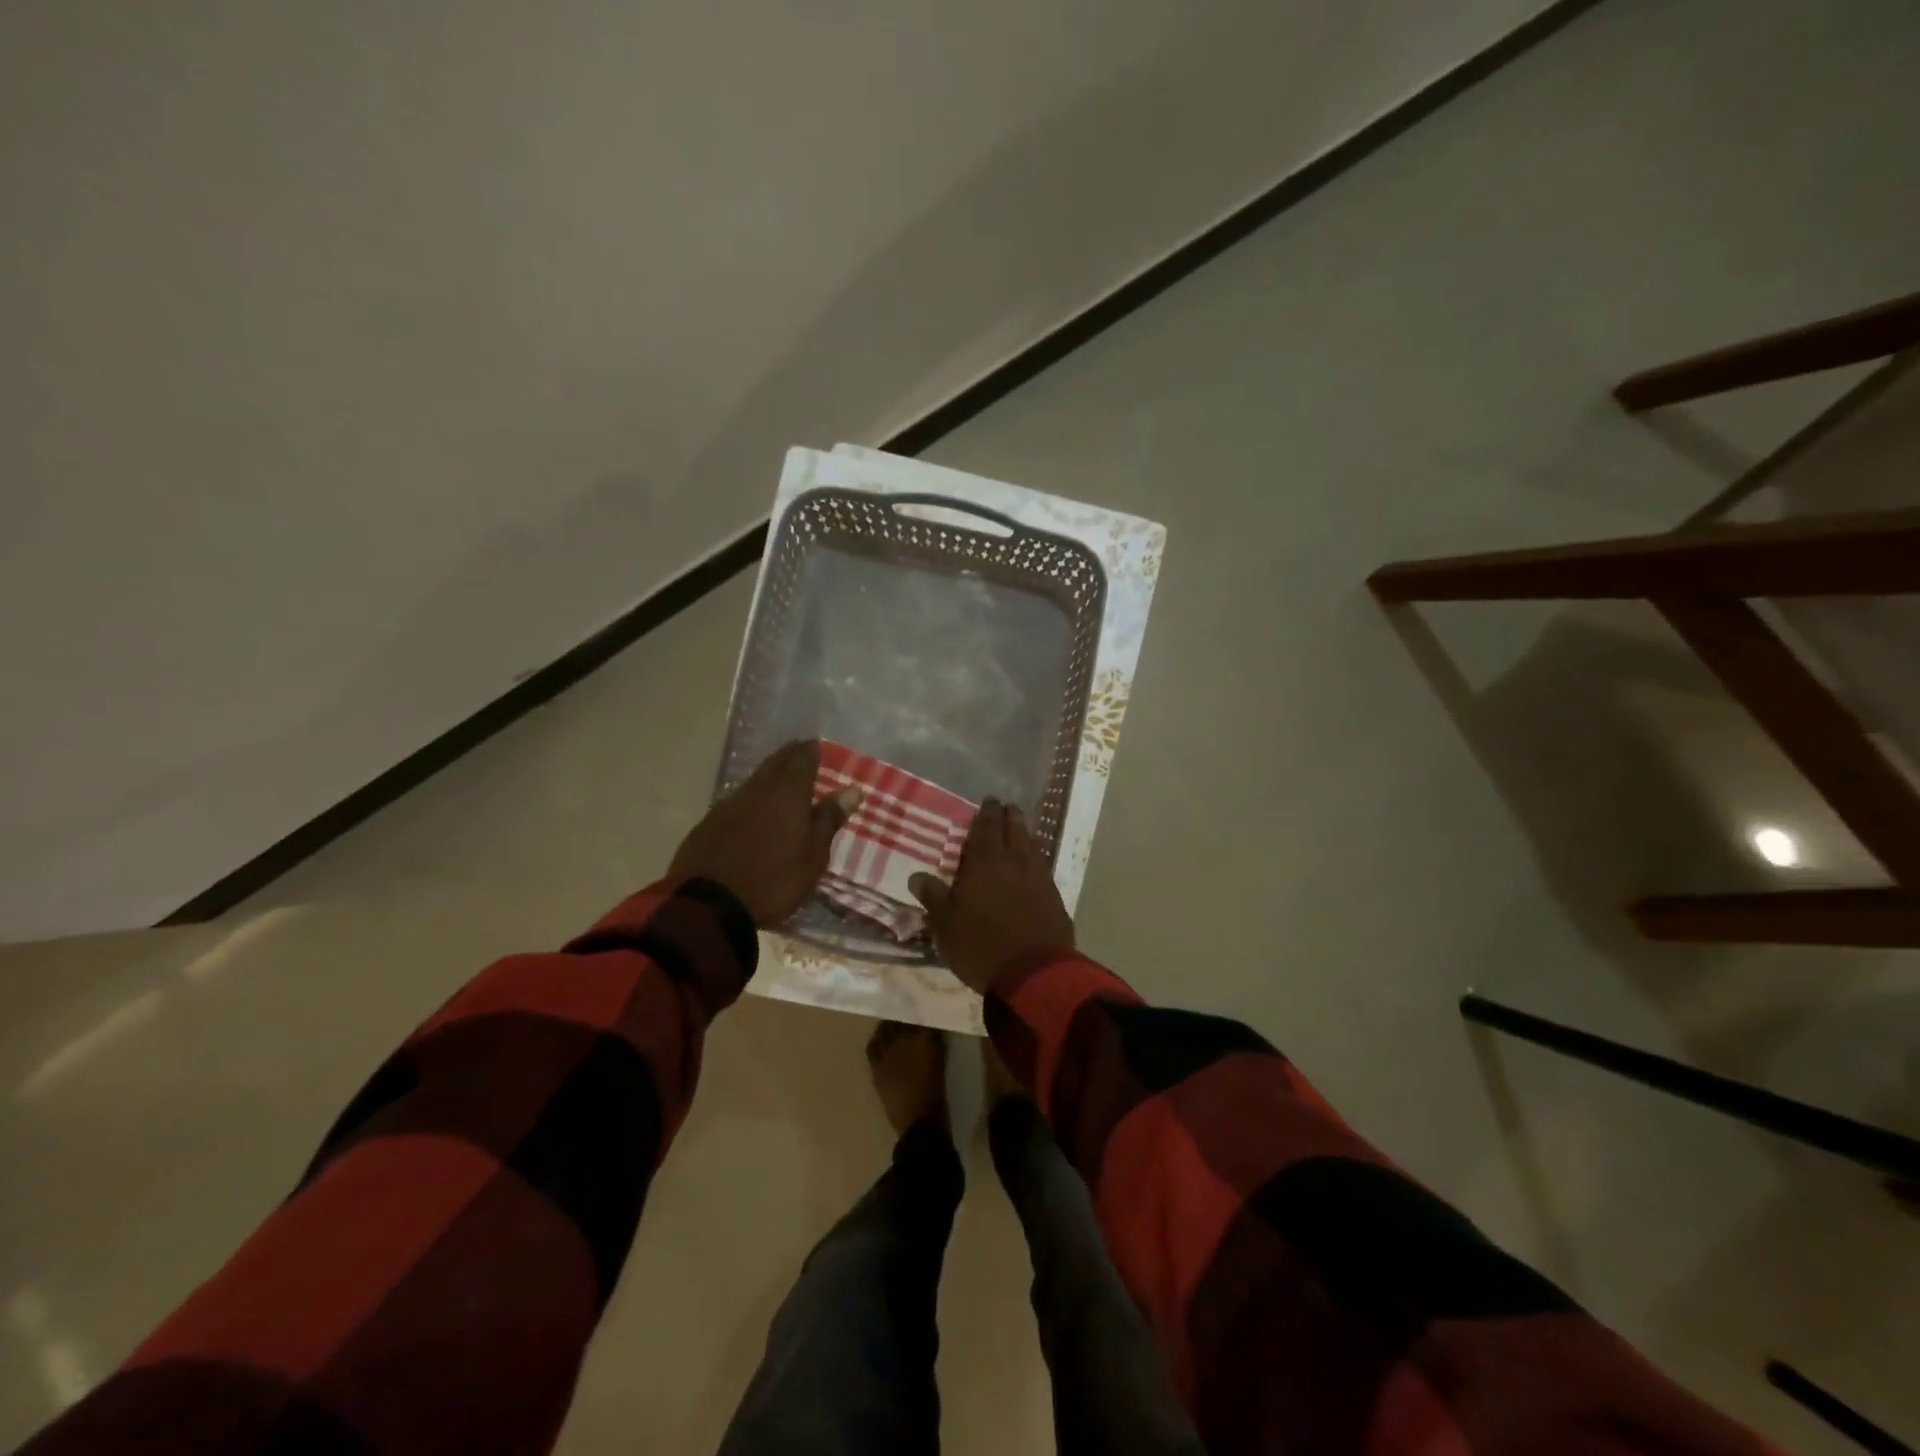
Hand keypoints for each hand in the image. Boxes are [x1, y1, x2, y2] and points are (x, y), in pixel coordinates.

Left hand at [670, 740, 858, 926]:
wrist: (709, 904)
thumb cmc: (773, 880)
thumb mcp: (813, 856)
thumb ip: (829, 819)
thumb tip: (852, 789)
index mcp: (787, 794)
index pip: (801, 760)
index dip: (810, 751)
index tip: (817, 744)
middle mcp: (758, 790)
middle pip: (775, 763)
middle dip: (789, 755)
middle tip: (800, 750)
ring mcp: (729, 804)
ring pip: (755, 780)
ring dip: (769, 774)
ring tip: (780, 777)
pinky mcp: (709, 822)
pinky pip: (737, 799)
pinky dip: (751, 797)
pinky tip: (753, 807)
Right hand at [909, 800, 1073, 994]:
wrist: (1034, 974)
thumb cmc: (981, 946)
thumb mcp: (946, 924)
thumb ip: (933, 896)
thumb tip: (917, 876)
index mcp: (986, 861)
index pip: (987, 826)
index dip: (987, 812)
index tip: (989, 801)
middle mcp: (1016, 862)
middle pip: (1016, 829)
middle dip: (1010, 816)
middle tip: (1005, 809)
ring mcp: (1040, 879)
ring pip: (1033, 846)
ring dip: (1025, 836)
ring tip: (1020, 834)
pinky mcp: (1056, 899)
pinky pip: (1044, 869)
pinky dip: (1036, 861)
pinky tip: (1033, 868)